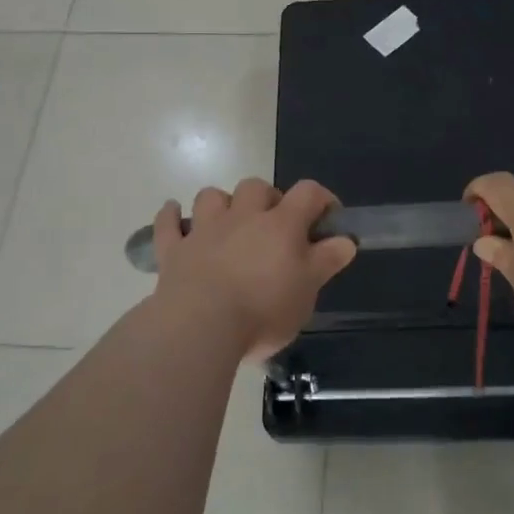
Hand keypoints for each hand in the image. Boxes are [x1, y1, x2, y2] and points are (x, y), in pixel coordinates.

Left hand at [150, 179, 356, 361]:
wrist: (201, 326)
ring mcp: (204, 230)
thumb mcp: (307, 290)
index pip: (307, 192)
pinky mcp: (174, 251)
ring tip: (228, 222)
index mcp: (281, 225)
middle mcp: (242, 217)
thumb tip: (346, 239)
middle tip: (274, 226)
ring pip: (211, 196)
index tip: (328, 218)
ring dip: (221, 203)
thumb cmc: (264, 309)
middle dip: (267, 198)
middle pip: (256, 187)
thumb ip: (326, 261)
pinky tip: (174, 215)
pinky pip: (168, 224)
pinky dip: (171, 217)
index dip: (321, 199)